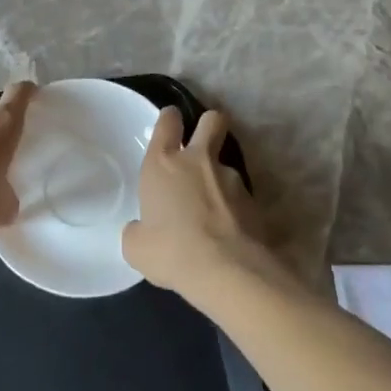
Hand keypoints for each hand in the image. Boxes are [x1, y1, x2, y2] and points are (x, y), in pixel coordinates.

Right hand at [122, 108, 283, 293]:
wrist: (227, 272)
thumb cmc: (172, 252)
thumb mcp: (137, 248)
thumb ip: (137, 231)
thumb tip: (140, 230)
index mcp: (164, 164)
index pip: (168, 122)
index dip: (169, 119)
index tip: (170, 123)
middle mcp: (198, 161)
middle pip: (211, 120)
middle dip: (208, 125)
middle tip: (202, 144)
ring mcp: (230, 177)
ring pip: (226, 163)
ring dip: (219, 179)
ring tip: (213, 209)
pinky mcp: (253, 200)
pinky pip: (240, 196)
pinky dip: (234, 207)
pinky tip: (229, 231)